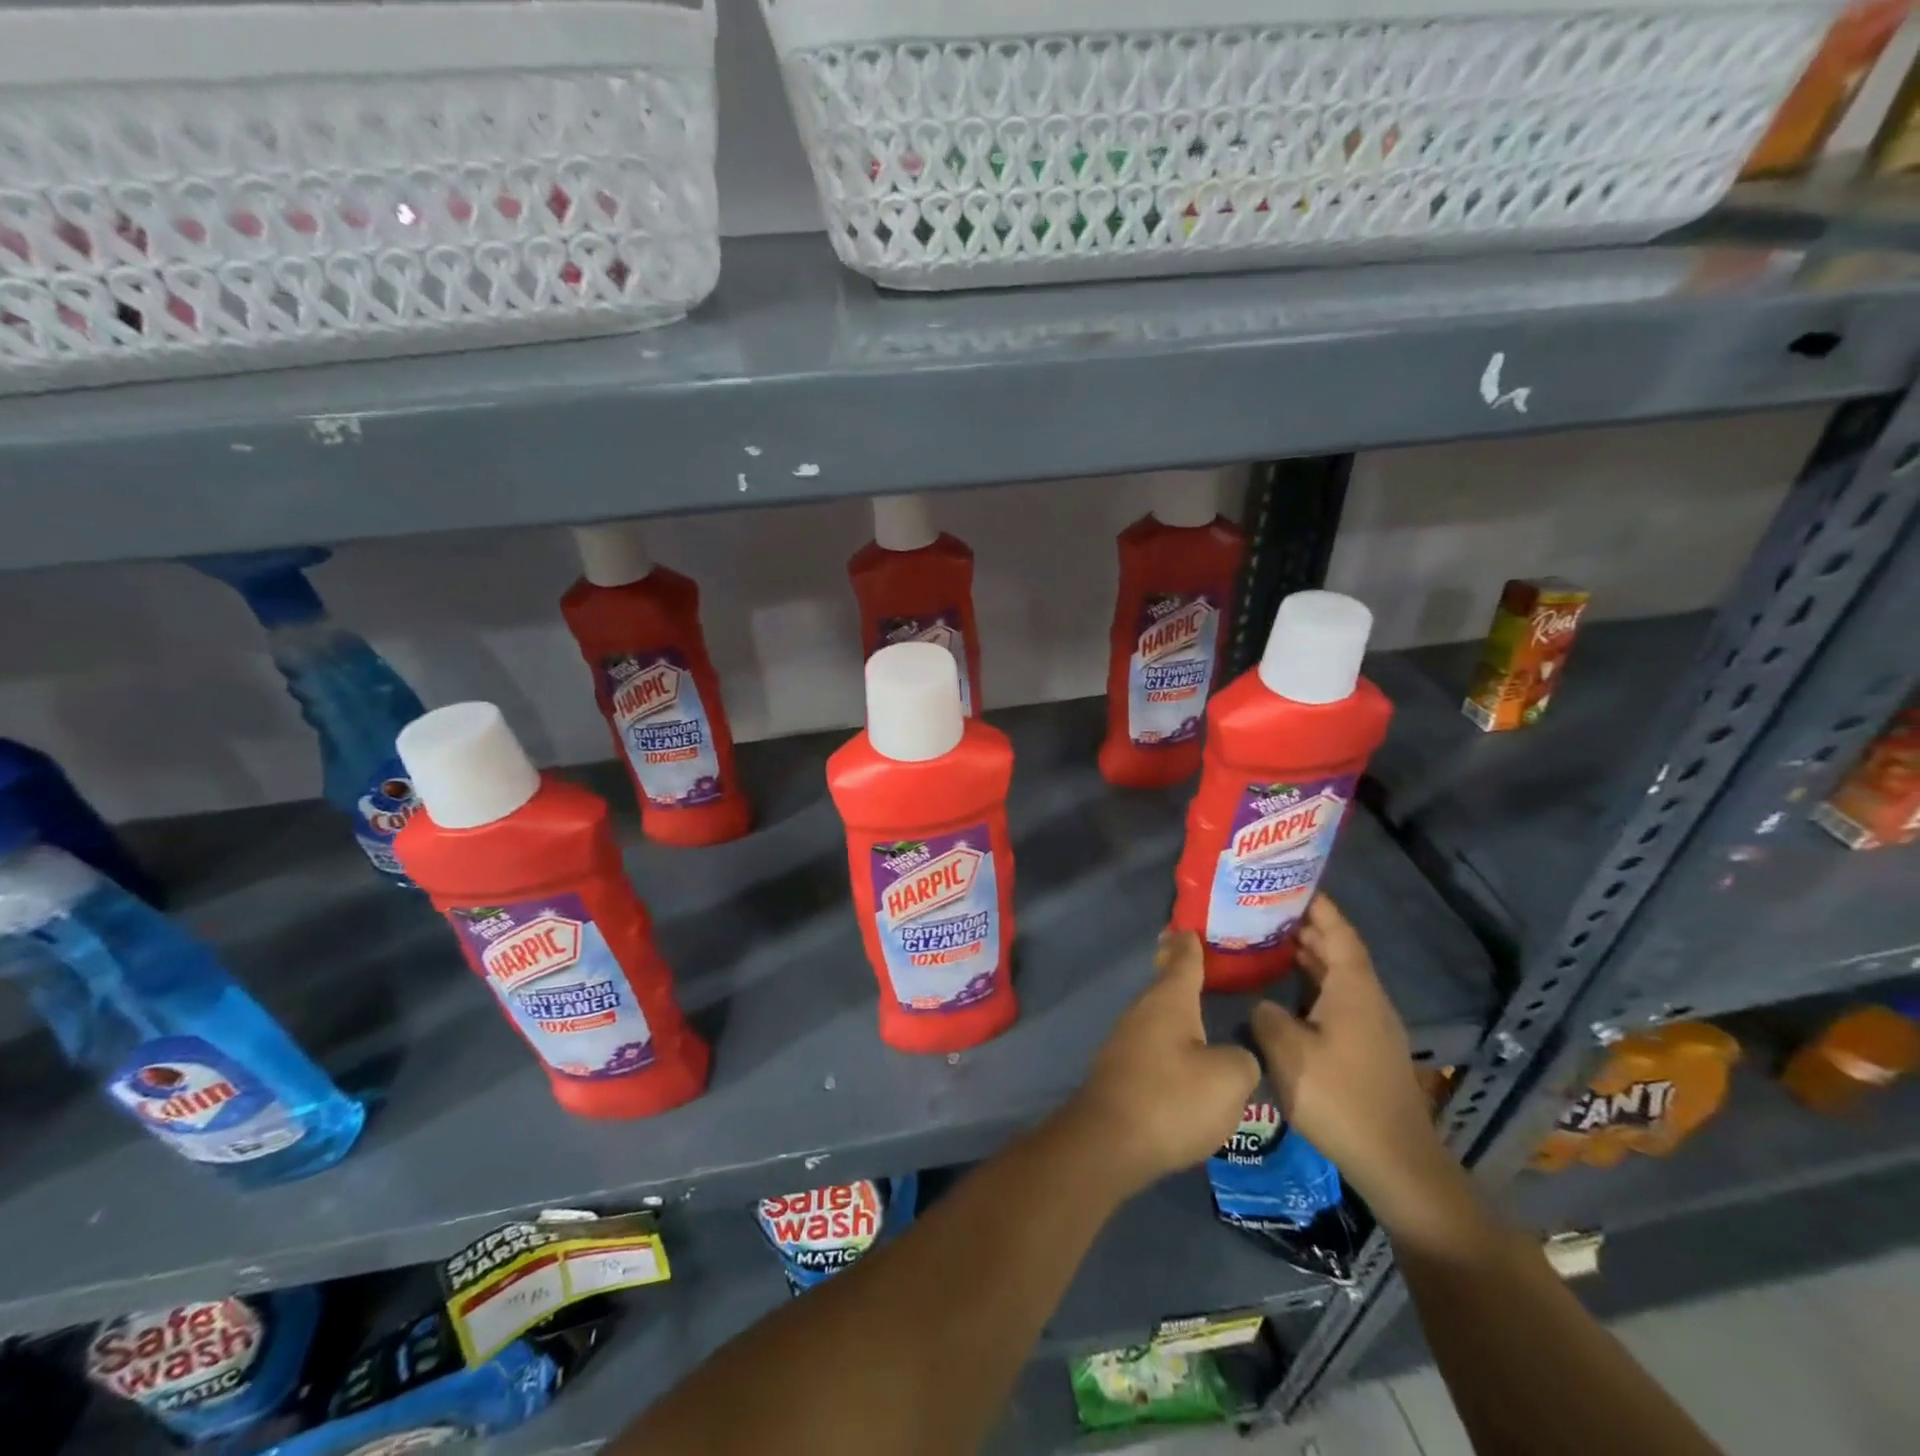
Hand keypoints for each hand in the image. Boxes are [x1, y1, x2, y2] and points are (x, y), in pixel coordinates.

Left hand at [1067, 930, 1260, 1196]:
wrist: (1110, 1141)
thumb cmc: (1173, 1099)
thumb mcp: (1229, 1079)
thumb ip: (1243, 1058)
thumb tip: (1234, 1055)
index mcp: (1169, 1001)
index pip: (1184, 961)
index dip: (1191, 945)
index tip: (1191, 927)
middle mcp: (1143, 1011)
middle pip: (1165, 984)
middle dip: (1179, 971)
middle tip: (1197, 959)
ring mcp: (1126, 1040)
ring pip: (1156, 1014)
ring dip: (1174, 1007)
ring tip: (1196, 1005)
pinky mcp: (1121, 1069)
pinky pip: (1151, 1041)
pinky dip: (1168, 1037)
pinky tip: (1182, 1052)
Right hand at [1249, 896, 1459, 1228]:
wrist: (1396, 1162)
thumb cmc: (1341, 1098)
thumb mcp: (1288, 1053)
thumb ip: (1267, 1016)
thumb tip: (1263, 1004)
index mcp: (1354, 990)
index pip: (1339, 933)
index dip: (1318, 906)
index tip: (1292, 883)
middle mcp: (1368, 999)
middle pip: (1340, 951)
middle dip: (1308, 927)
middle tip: (1267, 910)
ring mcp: (1372, 1026)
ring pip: (1339, 977)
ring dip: (1310, 957)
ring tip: (1271, 942)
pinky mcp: (1368, 1049)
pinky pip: (1338, 1000)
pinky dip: (1314, 985)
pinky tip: (1287, 993)